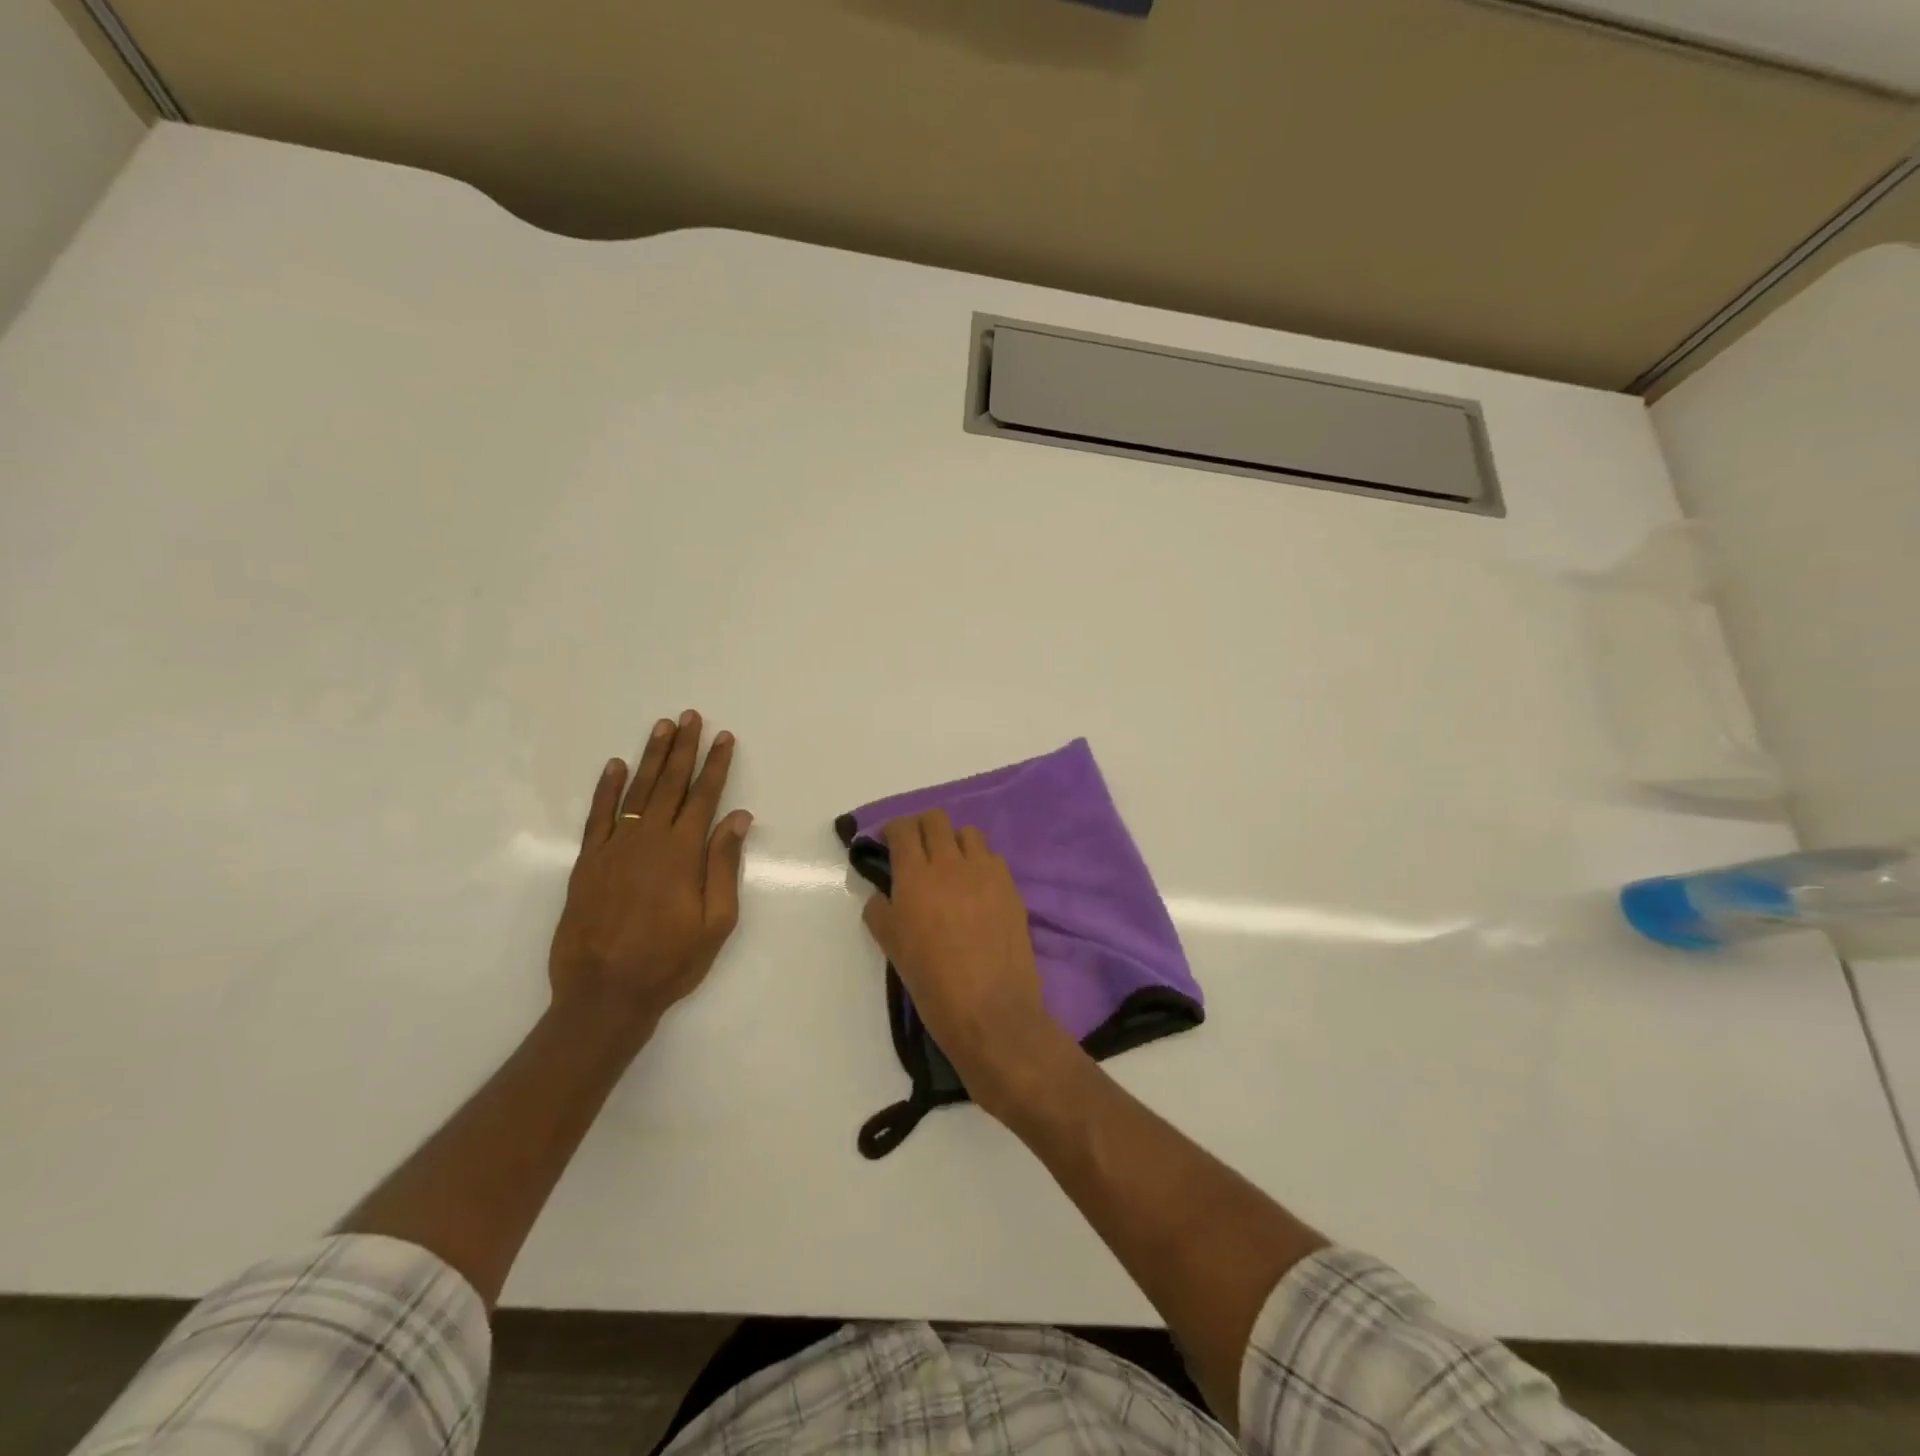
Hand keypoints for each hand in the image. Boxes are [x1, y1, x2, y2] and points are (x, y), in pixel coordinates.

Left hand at [548, 711, 752, 1035]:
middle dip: (684, 748)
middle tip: (691, 717)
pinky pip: (598, 815)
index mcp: (683, 853)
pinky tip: (615, 766)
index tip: (724, 737)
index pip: (704, 797)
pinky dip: (607, 789)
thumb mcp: (716, 921)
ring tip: (662, 727)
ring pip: (637, 791)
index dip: (716, 765)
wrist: (604, 994)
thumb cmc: (670, 961)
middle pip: (670, 784)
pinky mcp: (588, 862)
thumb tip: (737, 817)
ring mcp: (614, 848)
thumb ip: (724, 865)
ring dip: (651, 757)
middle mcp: (649, 840)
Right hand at [861, 810, 1071, 1118]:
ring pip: (968, 833)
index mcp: (915, 877)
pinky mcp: (1011, 886)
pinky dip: (980, 864)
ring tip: (951, 868)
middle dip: (922, 828)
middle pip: (936, 819)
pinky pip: (992, 858)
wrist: (991, 1010)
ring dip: (954, 842)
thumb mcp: (892, 948)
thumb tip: (882, 895)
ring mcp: (985, 872)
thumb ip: (881, 911)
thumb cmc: (933, 984)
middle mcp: (950, 863)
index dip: (893, 830)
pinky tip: (977, 890)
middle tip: (917, 851)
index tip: (889, 843)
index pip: (902, 829)